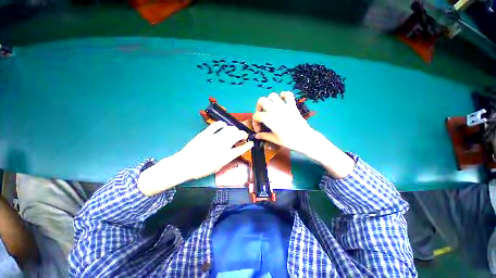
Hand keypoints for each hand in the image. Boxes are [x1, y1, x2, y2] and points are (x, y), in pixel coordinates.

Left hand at [138, 121, 252, 195]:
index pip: (241, 149)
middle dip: (243, 134)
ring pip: (229, 129)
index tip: (251, 142)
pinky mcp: (206, 133)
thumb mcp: (218, 167)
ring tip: (234, 132)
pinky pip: (217, 125)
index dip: (247, 145)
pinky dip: (222, 124)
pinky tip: (223, 126)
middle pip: (237, 135)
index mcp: (225, 157)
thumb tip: (233, 152)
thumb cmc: (202, 169)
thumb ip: (227, 158)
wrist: (185, 164)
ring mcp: (214, 138)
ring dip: (234, 129)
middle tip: (242, 136)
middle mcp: (222, 146)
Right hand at [252, 91, 315, 154]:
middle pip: (261, 101)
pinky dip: (283, 95)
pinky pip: (288, 94)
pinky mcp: (292, 105)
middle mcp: (274, 109)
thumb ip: (264, 136)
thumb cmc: (289, 141)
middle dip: (259, 107)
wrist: (305, 139)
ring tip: (270, 108)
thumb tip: (257, 135)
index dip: (255, 122)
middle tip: (262, 115)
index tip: (259, 130)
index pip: (256, 115)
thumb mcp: (274, 139)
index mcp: (269, 118)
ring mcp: (284, 106)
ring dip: (269, 101)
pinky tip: (282, 101)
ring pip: (272, 95)